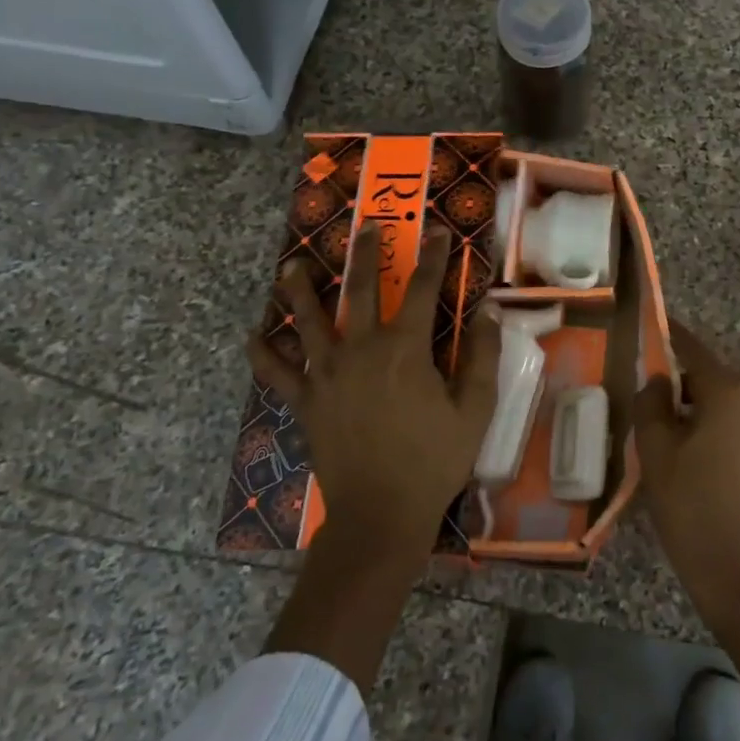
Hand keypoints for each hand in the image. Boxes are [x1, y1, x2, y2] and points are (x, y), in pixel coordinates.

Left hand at [249, 221, 499, 562]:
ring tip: (293, 266)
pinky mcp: (305, 401)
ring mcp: (327, 374)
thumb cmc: (434, 461)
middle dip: (365, 254)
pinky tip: (251, 337)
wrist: (380, 514)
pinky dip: (262, 354)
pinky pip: (276, 373)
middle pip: (360, 289)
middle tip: (365, 226)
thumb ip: (482, 356)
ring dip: (301, 290)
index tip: (438, 232)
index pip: (422, 289)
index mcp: (406, 349)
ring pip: (309, 321)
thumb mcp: (475, 410)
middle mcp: (361, 349)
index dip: (433, 258)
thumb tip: (487, 310)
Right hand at [633, 320, 739, 614]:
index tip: (651, 322)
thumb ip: (651, 402)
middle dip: (677, 376)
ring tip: (656, 417)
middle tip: (642, 384)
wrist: (736, 570)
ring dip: (691, 402)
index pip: (693, 349)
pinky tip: (682, 442)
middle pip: (708, 374)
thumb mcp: (656, 449)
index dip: (671, 335)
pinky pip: (732, 421)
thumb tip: (658, 380)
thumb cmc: (690, 504)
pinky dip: (707, 422)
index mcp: (729, 392)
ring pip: (720, 400)